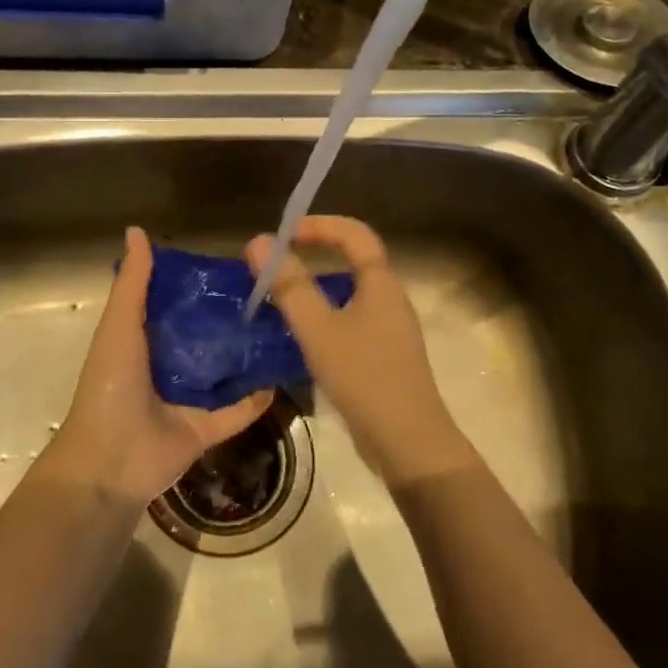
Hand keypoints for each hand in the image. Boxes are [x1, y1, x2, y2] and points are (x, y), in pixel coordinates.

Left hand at [40, 227, 273, 502]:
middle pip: (202, 339)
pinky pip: (237, 411)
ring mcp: (186, 401)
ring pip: (222, 373)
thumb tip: (137, 230)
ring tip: (281, 327)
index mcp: (142, 343)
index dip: (196, 287)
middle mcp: (165, 369)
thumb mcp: (120, 325)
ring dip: (245, 355)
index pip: (173, 307)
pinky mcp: (205, 429)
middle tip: (266, 294)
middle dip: (228, 319)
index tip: (229, 266)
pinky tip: (282, 375)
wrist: (110, 460)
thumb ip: (133, 282)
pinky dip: (257, 398)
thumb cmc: (111, 385)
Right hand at [244, 217, 474, 486]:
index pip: (354, 233)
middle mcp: (391, 299)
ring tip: (283, 300)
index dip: (319, 224)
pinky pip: (353, 320)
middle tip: (277, 266)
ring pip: (352, 293)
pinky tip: (305, 339)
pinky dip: (327, 316)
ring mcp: (391, 330)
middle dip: (316, 253)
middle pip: (354, 260)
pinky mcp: (386, 357)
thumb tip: (258, 241)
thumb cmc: (364, 377)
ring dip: (318, 288)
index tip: (284, 234)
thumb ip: (289, 284)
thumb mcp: (318, 329)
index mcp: (381, 284)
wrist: (409, 443)